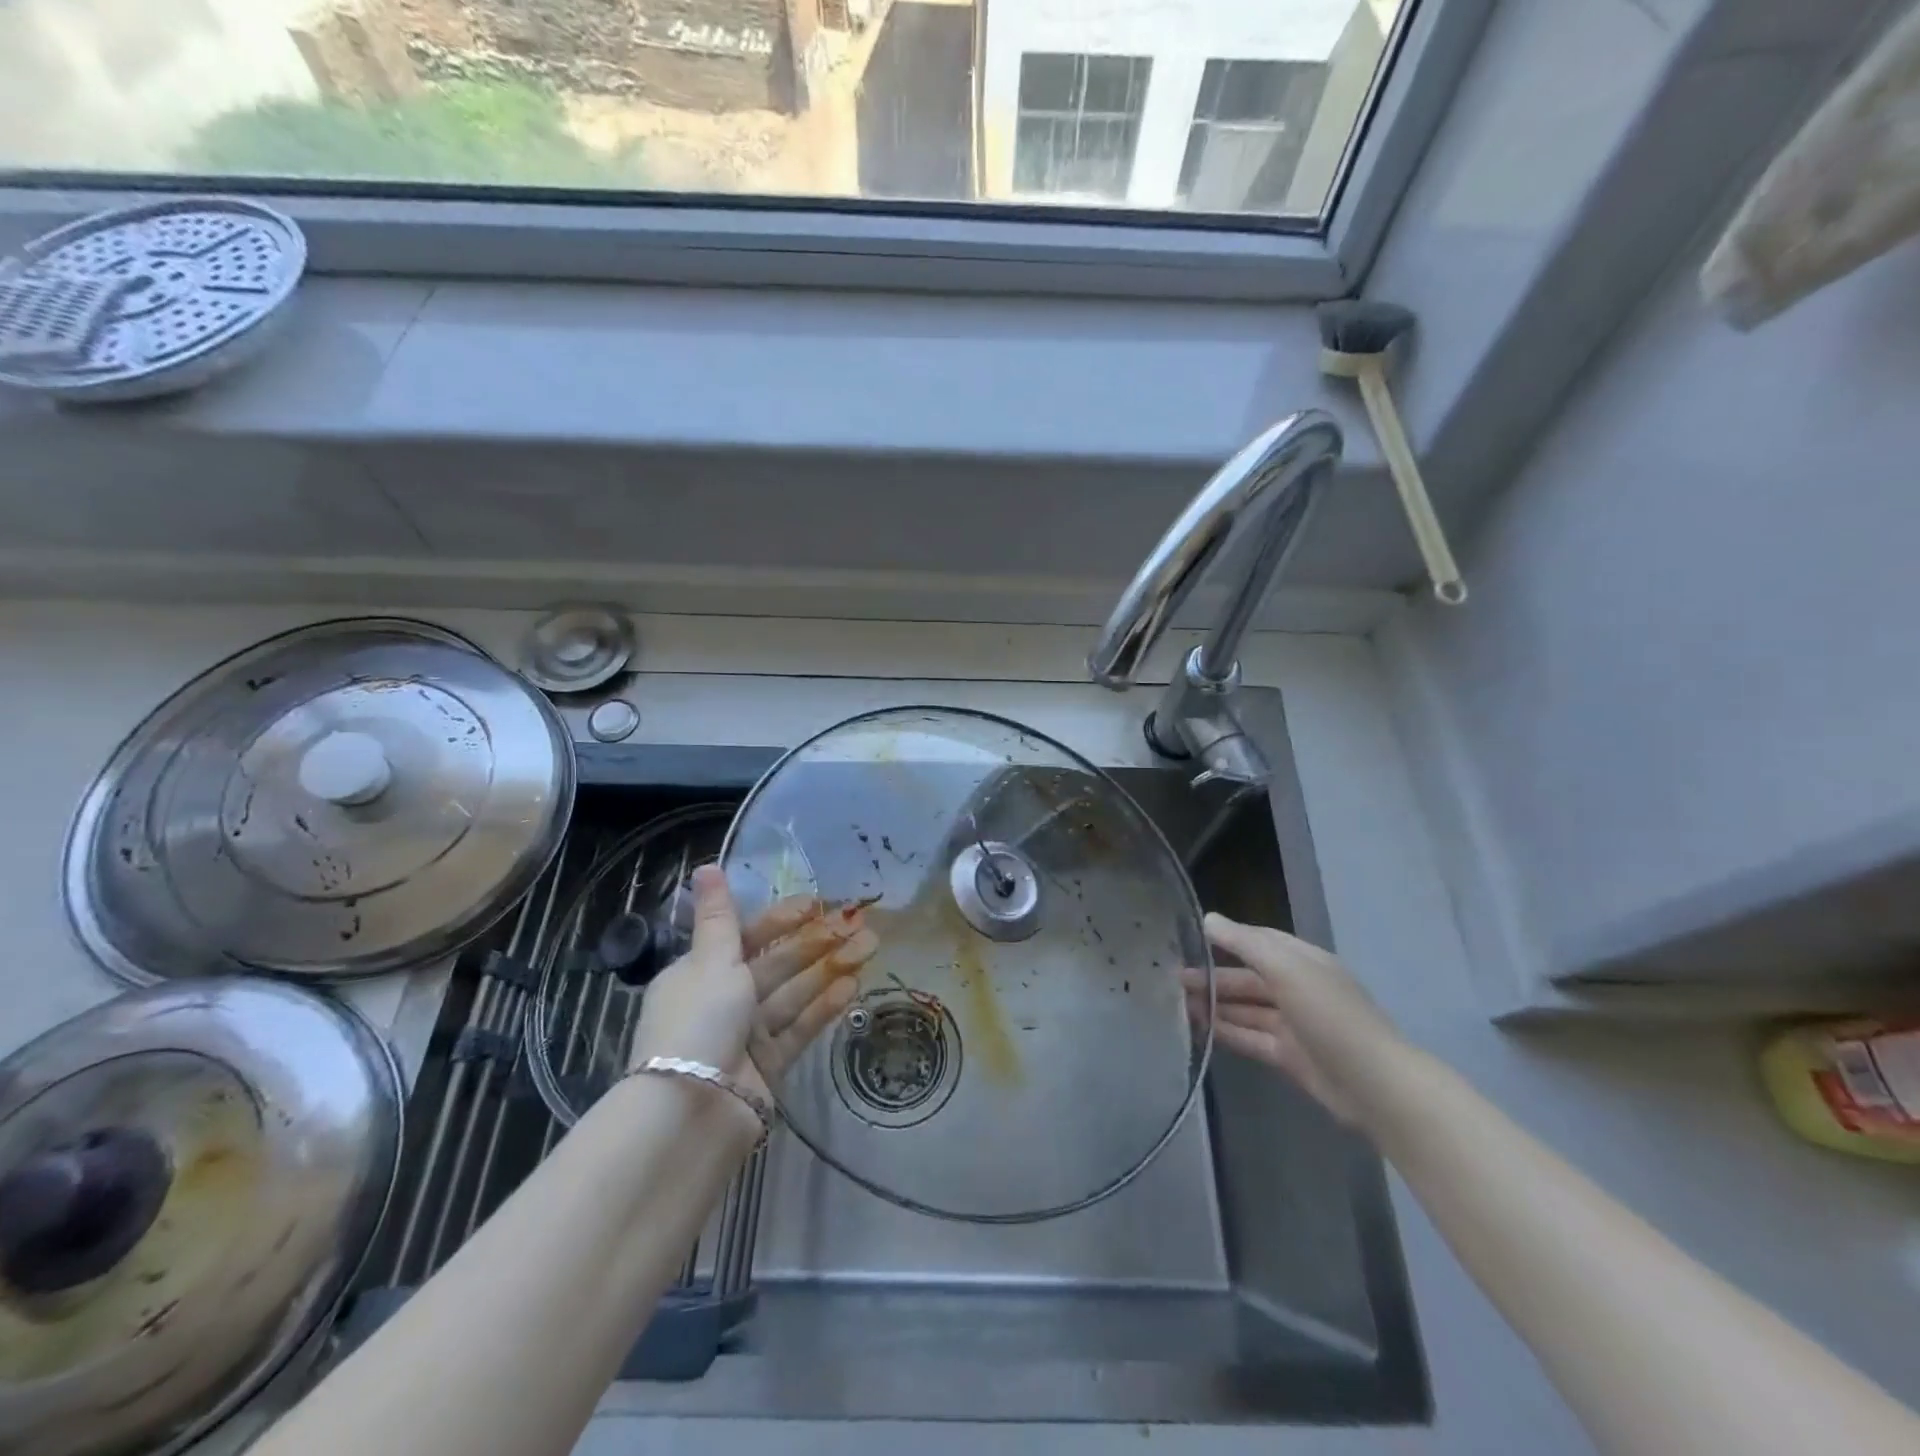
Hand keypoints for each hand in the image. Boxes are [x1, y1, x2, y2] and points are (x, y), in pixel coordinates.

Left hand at [631, 866, 877, 1102]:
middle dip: (818, 941)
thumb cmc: (699, 1022)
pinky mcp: (770, 1064)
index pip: (749, 935)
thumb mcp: (710, 961)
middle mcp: (724, 999)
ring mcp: (749, 1033)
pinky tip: (854, 985)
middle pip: (778, 963)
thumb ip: (719, 916)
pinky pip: (801, 1027)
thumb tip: (705, 866)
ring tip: (870, 946)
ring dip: (831, 968)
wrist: (693, 1111)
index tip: (818, 903)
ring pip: (796, 992)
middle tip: (860, 922)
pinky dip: (825, 1006)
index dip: (783, 918)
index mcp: (701, 971)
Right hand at [1180, 912, 1402, 1127]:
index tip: (1189, 938)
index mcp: (1303, 961)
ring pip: (1246, 1009)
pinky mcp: (1289, 1057)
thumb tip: (1208, 919)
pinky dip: (1226, 1032)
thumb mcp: (1286, 968)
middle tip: (1173, 978)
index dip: (1227, 938)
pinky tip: (1199, 1029)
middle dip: (1213, 977)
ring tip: (1177, 1003)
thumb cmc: (1330, 1015)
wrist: (1375, 1086)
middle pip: (1248, 978)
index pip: (1259, 941)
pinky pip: (1250, 1038)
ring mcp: (1293, 1024)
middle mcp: (1297, 988)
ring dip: (1214, 1005)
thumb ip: (1245, 943)